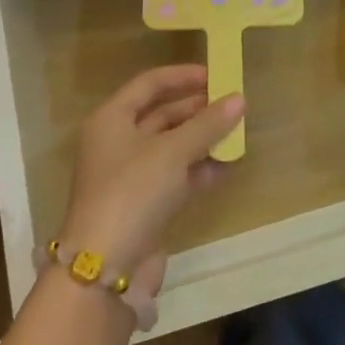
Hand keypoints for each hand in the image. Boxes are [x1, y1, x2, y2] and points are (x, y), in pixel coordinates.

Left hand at [57, 65, 243, 298]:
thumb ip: (207, 124)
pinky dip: (199, 168)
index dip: (182, 76)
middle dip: (197, 109)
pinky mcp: (144, 204)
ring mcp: (130, 176)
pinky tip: (228, 165)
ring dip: (202, 139)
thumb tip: (239, 98)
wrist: (105, 269)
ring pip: (172, 147)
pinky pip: (176, 175)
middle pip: (161, 115)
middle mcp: (117, 142)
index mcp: (111, 119)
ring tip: (237, 132)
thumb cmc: (133, 192)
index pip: (149, 84)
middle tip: (232, 104)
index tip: (216, 74)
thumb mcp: (172, 152)